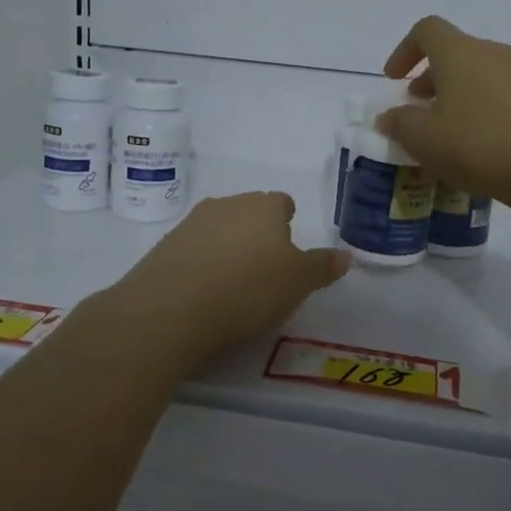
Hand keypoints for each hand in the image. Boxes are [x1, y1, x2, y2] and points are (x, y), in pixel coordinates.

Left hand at [104, 192, 350, 362]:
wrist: (173, 307)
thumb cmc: (249, 288)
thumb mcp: (299, 282)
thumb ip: (322, 266)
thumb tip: (346, 255)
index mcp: (263, 206)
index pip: (281, 203)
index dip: (287, 222)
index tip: (288, 249)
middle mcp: (227, 205)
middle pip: (248, 213)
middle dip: (257, 234)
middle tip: (265, 270)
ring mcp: (191, 224)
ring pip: (219, 229)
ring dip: (227, 248)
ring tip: (234, 285)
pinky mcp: (164, 247)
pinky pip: (193, 251)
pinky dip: (201, 265)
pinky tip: (204, 294)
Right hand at [376, 15, 510, 205]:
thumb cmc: (479, 144)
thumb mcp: (423, 139)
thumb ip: (399, 123)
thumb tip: (389, 116)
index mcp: (459, 52)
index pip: (427, 30)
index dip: (404, 51)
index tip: (394, 81)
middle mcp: (492, 53)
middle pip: (454, 52)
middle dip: (430, 78)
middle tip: (417, 110)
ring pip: (478, 75)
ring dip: (455, 96)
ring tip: (446, 133)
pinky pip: (500, 95)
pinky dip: (481, 110)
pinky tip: (478, 146)